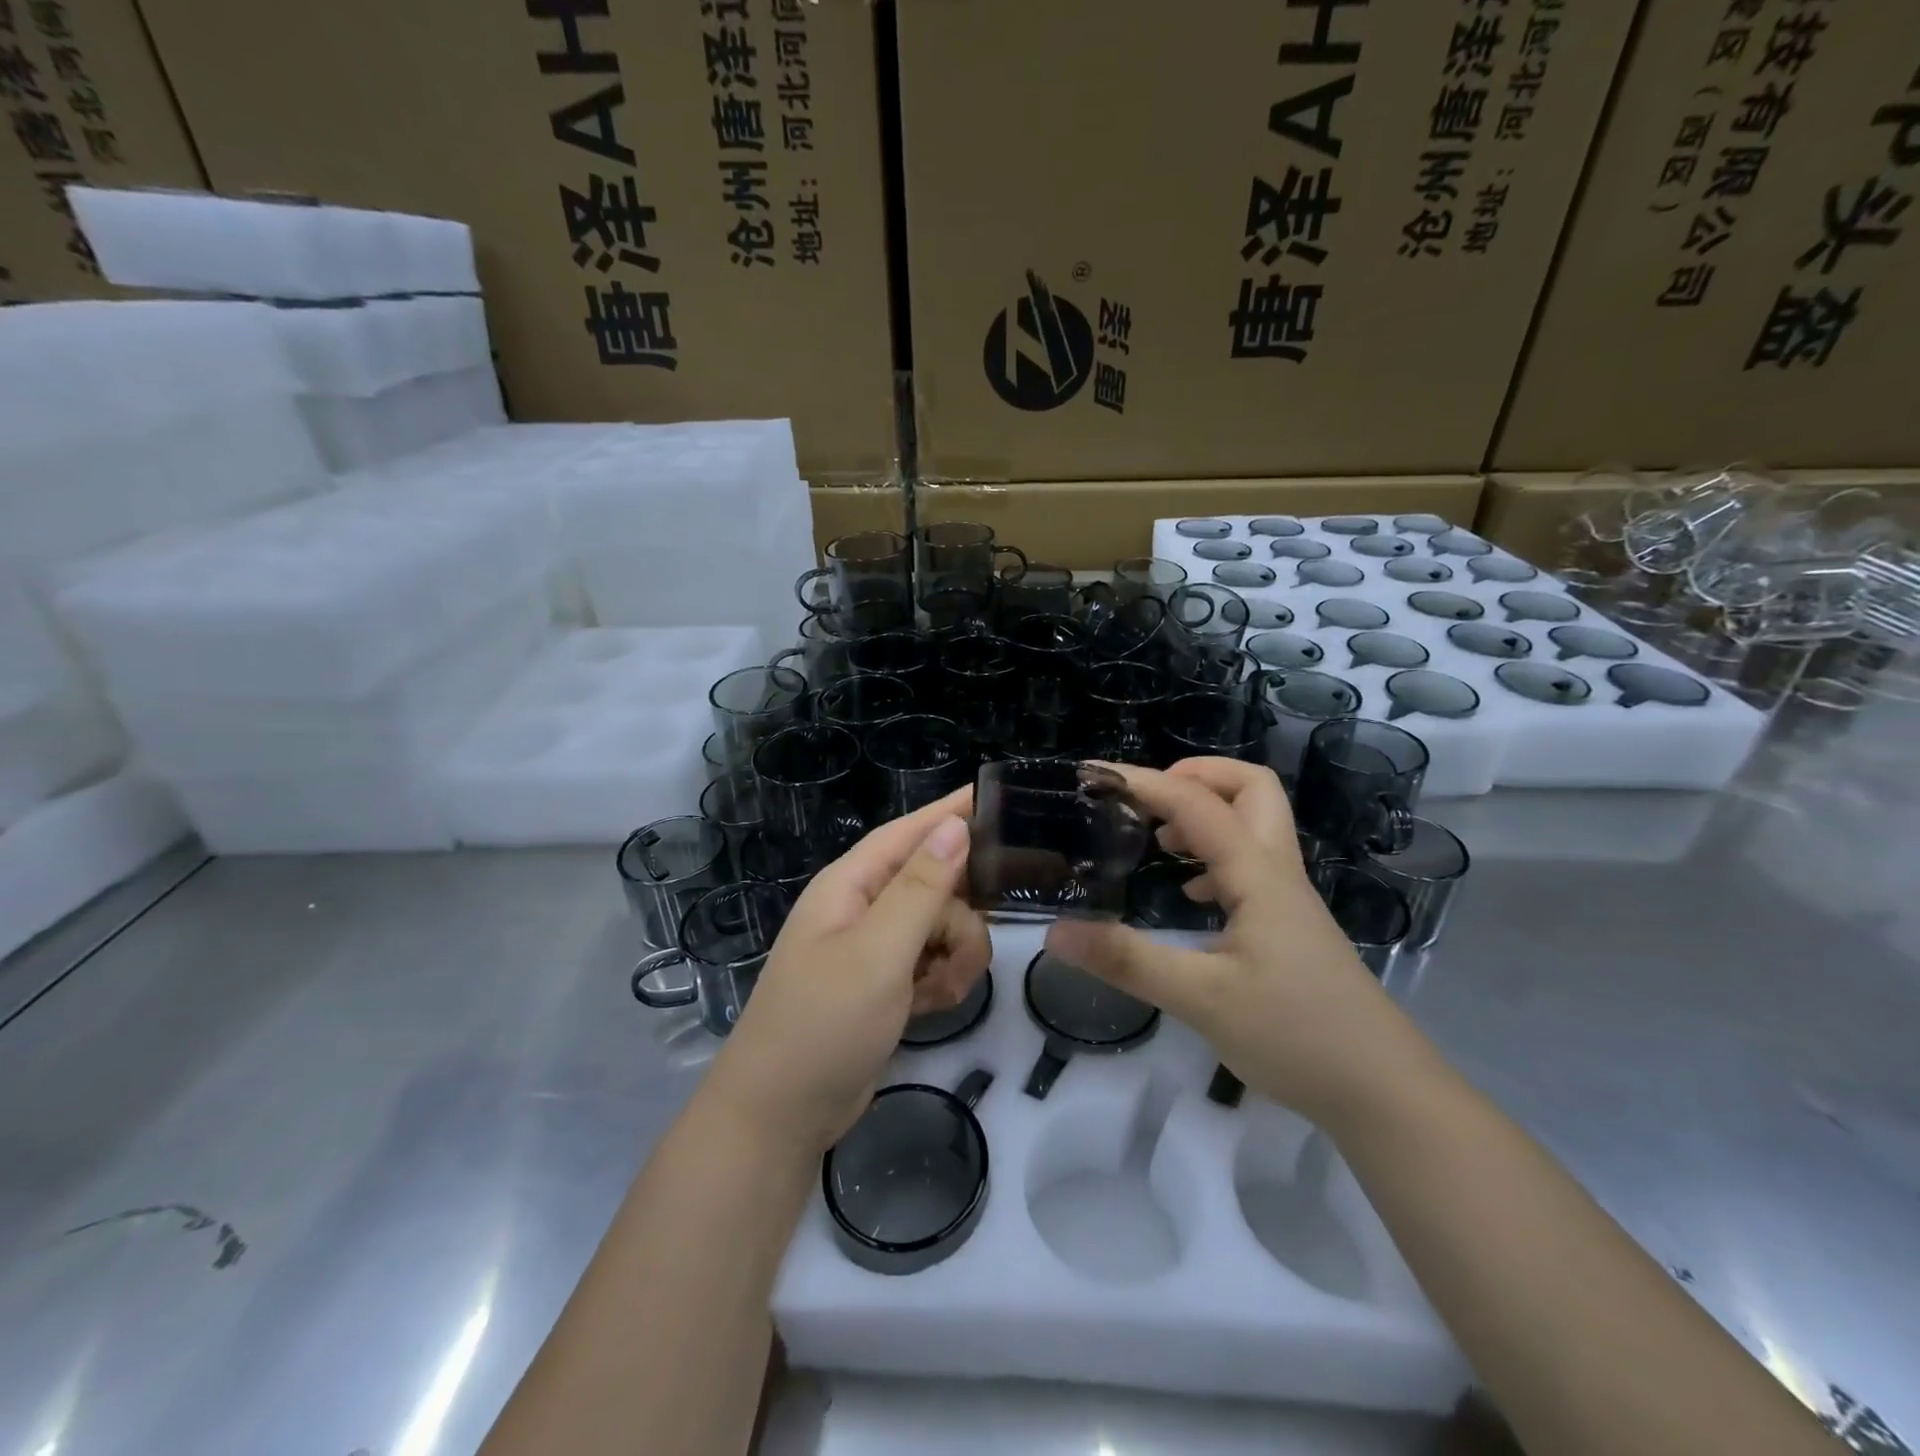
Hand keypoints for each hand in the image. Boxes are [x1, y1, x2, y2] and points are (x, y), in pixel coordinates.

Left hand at [710, 788, 988, 1153]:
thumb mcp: (878, 952)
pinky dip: (941, 983)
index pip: (909, 832)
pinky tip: (929, 1008)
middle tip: (964, 953)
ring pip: (943, 928)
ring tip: (937, 994)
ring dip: (954, 958)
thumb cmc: (824, 1023)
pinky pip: (934, 962)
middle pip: (937, 885)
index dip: (950, 813)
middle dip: (958, 919)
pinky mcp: (888, 982)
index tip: (997, 796)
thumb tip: (954, 825)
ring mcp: (876, 947)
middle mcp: (864, 907)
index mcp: (851, 884)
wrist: (783, 1115)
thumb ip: (921, 888)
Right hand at [1045, 758, 1414, 1125]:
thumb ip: (1127, 961)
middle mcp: (1276, 872)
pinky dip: (1213, 856)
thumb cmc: (1297, 1036)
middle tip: (1145, 800)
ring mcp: (1287, 898)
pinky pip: (1250, 863)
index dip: (1143, 782)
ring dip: (1204, 813)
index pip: (1197, 803)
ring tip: (1155, 841)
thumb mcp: (1201, 999)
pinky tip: (1188, 894)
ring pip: (1253, 823)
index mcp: (1257, 874)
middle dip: (1195, 775)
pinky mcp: (1289, 925)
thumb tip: (1056, 932)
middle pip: (1250, 787)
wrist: (1383, 1092)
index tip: (1093, 777)